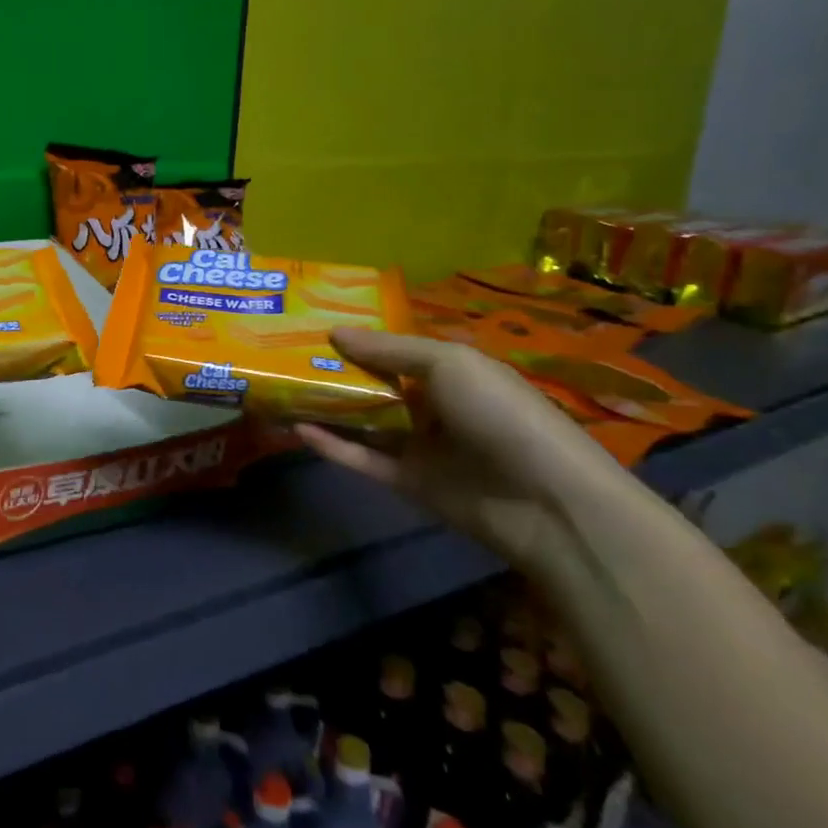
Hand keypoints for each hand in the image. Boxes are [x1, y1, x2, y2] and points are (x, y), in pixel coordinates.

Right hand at [295, 328, 627, 572]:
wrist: (546, 500)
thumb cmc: (500, 413)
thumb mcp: (448, 363)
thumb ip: (388, 350)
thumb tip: (334, 333)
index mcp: (448, 372)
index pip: (392, 352)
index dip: (356, 340)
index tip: (311, 326)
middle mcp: (431, 405)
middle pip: (372, 386)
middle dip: (333, 372)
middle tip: (283, 357)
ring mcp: (419, 446)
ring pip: (362, 422)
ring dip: (325, 409)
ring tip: (280, 392)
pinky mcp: (408, 482)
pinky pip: (362, 459)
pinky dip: (332, 446)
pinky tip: (298, 429)